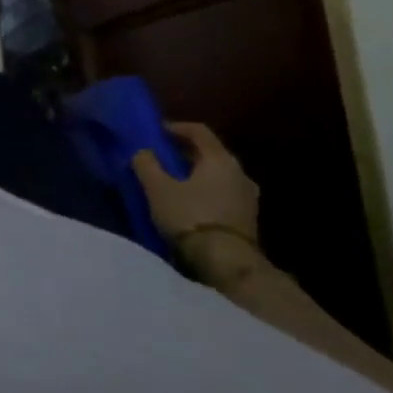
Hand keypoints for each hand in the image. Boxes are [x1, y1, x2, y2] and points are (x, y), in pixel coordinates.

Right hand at [132, 122, 259, 257]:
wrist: (228, 264)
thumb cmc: (191, 217)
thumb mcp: (158, 188)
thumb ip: (147, 164)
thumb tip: (143, 152)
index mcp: (220, 159)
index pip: (199, 131)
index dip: (176, 127)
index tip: (157, 132)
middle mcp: (240, 173)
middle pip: (210, 153)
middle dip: (185, 153)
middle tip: (162, 157)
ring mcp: (248, 197)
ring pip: (218, 176)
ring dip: (196, 175)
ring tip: (173, 183)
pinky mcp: (248, 219)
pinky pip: (223, 195)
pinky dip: (206, 192)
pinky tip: (189, 204)